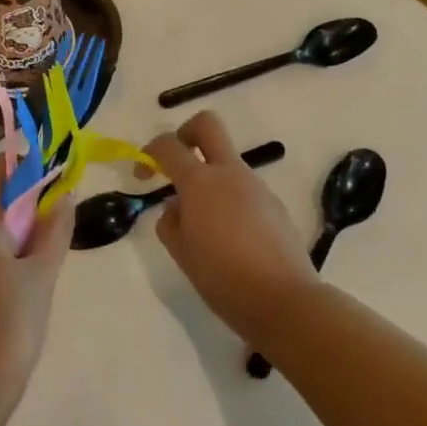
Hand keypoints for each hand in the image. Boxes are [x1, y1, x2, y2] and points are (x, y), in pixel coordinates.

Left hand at [0, 155, 73, 412]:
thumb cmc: (10, 324)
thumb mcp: (43, 273)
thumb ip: (55, 228)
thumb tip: (64, 193)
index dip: (28, 164)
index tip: (58, 167)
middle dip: (26, 198)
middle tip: (62, 210)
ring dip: (16, 224)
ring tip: (49, 242)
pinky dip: (1, 246)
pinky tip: (25, 269)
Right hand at [145, 111, 318, 346]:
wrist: (283, 300)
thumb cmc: (223, 278)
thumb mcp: (181, 253)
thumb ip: (170, 222)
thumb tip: (177, 206)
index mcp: (200, 183)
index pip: (168, 146)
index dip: (149, 152)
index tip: (142, 174)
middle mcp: (230, 174)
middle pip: (207, 125)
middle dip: (185, 133)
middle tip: (176, 162)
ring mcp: (257, 187)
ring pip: (228, 161)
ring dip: (209, 176)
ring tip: (203, 223)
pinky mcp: (275, 204)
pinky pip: (244, 188)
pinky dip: (229, 199)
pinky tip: (230, 238)